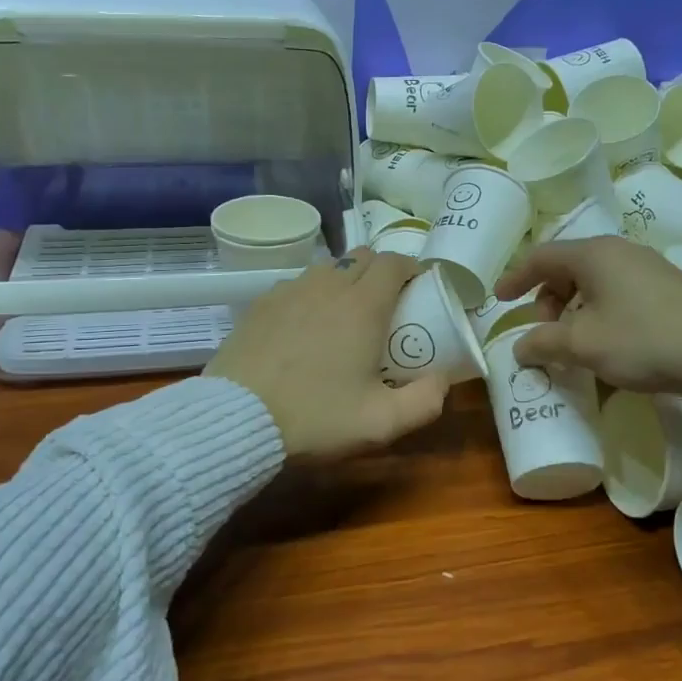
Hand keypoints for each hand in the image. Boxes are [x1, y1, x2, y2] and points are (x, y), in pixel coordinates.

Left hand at [205, 249, 448, 459]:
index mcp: (363, 305)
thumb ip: (425, 401)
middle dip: (380, 271)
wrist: (238, 419)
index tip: (417, 289)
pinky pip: (296, 285)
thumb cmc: (316, 417)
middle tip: (386, 304)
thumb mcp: (381, 423)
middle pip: (362, 257)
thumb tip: (443, 379)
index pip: (394, 262)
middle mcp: (328, 286)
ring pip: (327, 268)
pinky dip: (311, 295)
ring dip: (344, 280)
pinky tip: (305, 326)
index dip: (410, 269)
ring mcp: (290, 291)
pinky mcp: (260, 304)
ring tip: (345, 314)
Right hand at [494, 238, 681, 395]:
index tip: (500, 300)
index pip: (541, 257)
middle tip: (544, 332)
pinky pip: (618, 290)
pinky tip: (607, 341)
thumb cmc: (641, 340)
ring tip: (574, 341)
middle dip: (547, 299)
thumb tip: (520, 347)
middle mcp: (620, 251)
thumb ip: (543, 342)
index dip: (516, 277)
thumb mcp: (583, 344)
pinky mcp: (667, 286)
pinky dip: (599, 311)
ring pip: (594, 281)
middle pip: (568, 267)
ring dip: (573, 308)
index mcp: (594, 254)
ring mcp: (647, 266)